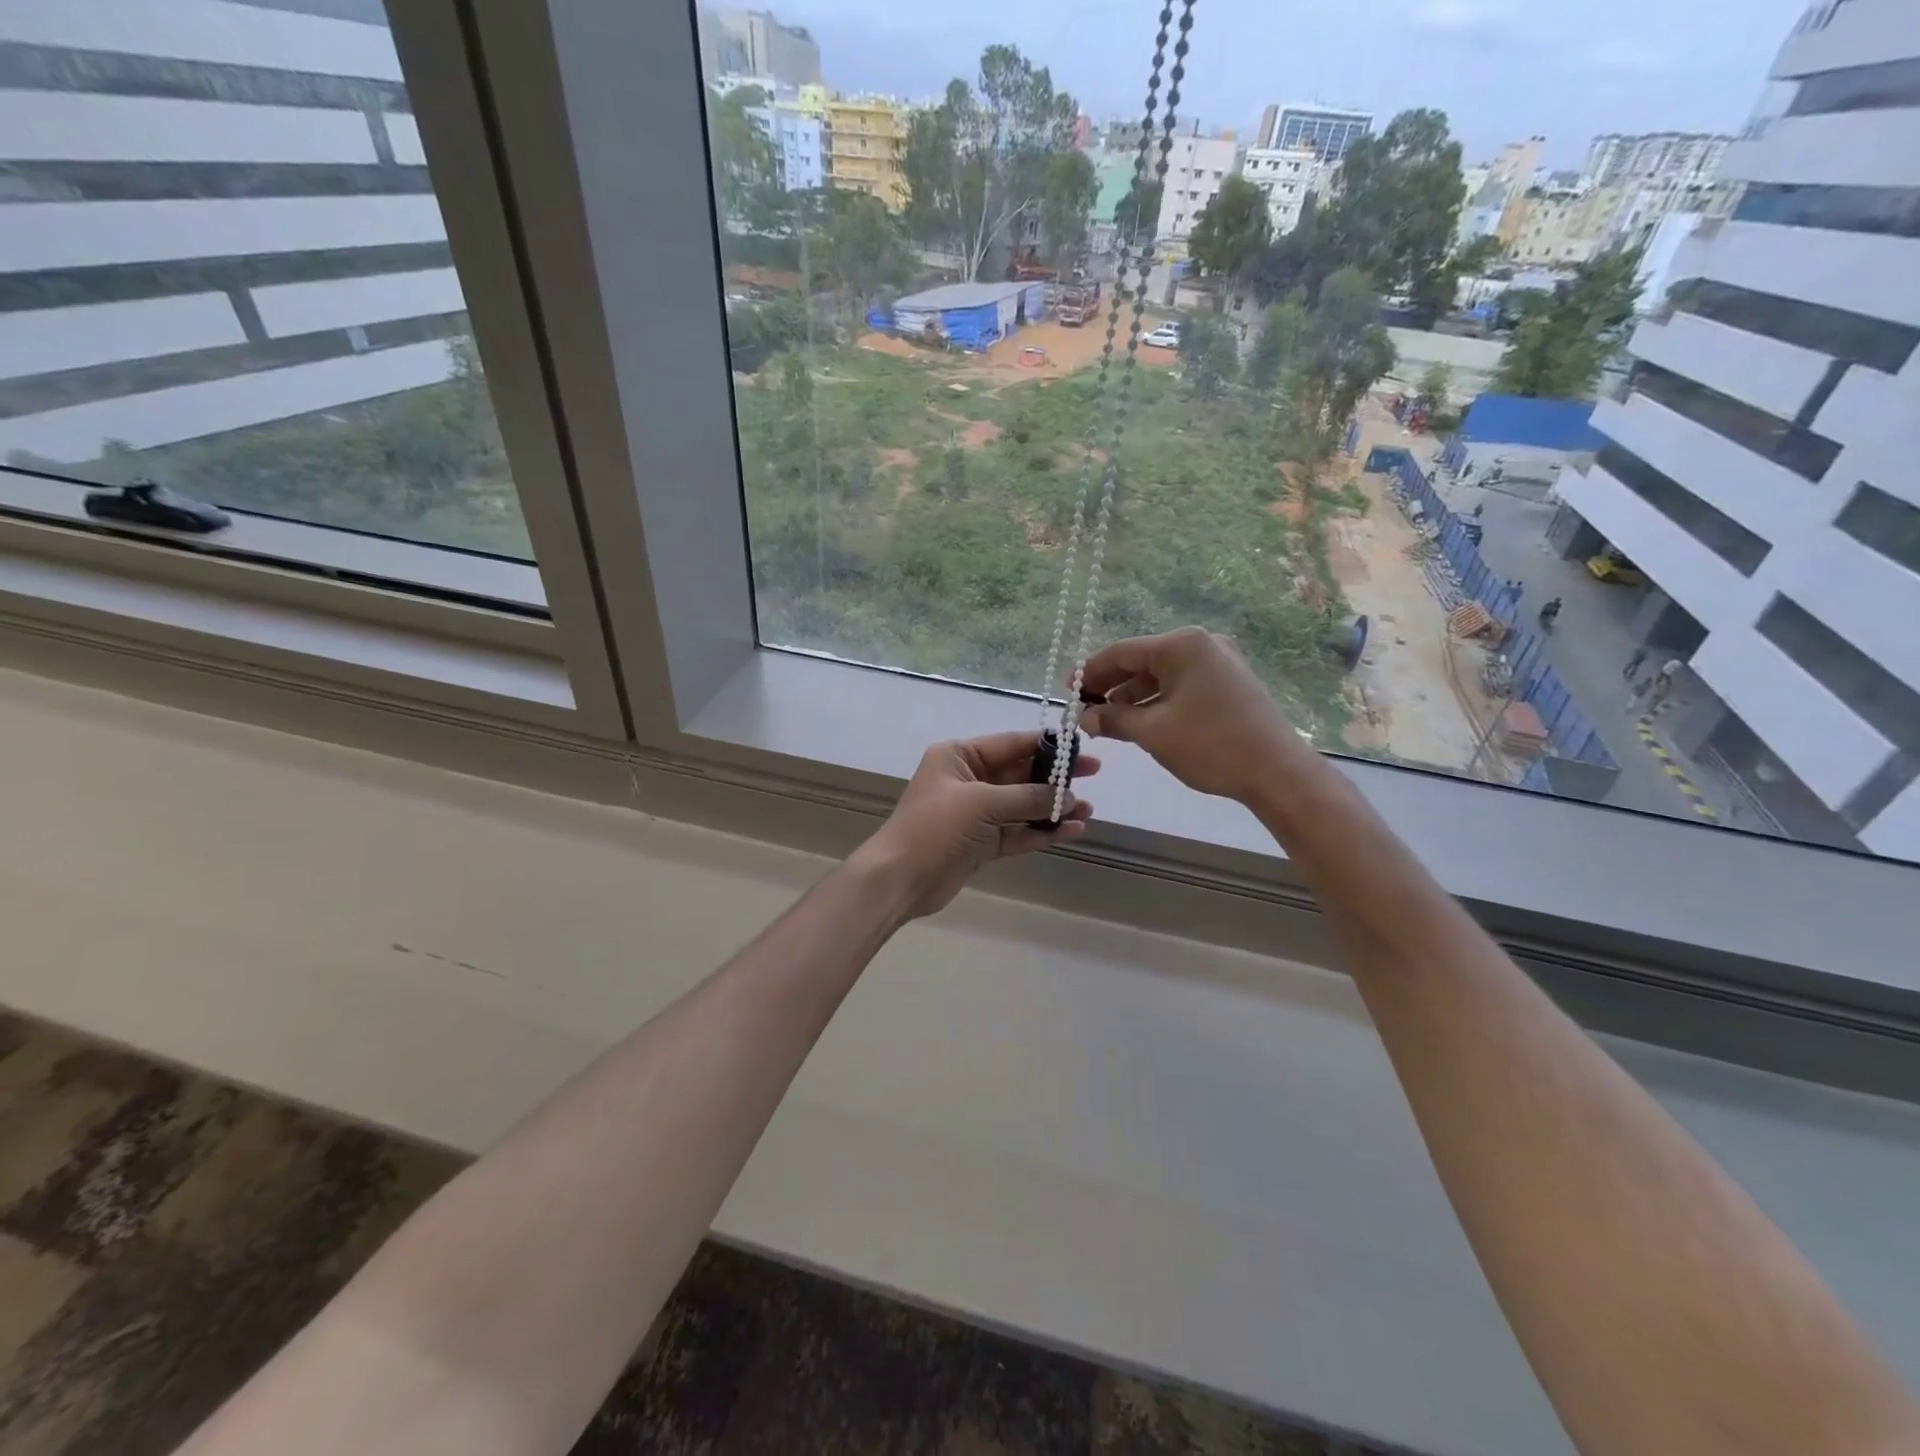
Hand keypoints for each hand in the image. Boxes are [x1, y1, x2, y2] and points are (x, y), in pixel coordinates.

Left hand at [852, 732, 1098, 919]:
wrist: (900, 879)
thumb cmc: (936, 827)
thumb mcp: (982, 802)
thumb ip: (1027, 796)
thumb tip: (1067, 795)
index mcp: (959, 756)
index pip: (1011, 744)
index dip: (1047, 745)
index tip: (1080, 748)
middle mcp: (968, 780)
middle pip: (1020, 773)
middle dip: (1055, 778)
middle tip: (1093, 775)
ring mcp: (975, 814)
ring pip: (1022, 805)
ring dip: (1053, 807)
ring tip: (1088, 810)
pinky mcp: (981, 843)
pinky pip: (1017, 832)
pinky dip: (1042, 831)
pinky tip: (1072, 831)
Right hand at [1080, 627, 1307, 803]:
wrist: (1277, 772)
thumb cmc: (1211, 745)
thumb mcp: (1153, 732)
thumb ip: (1113, 719)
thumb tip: (1084, 718)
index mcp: (1181, 645)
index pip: (1121, 652)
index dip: (1089, 672)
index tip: (1067, 693)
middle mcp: (1201, 645)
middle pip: (1141, 662)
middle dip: (1110, 687)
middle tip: (1083, 709)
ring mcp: (1218, 663)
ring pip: (1161, 676)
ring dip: (1132, 698)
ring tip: (1106, 723)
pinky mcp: (1228, 684)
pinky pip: (1181, 686)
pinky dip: (1157, 702)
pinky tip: (1139, 723)